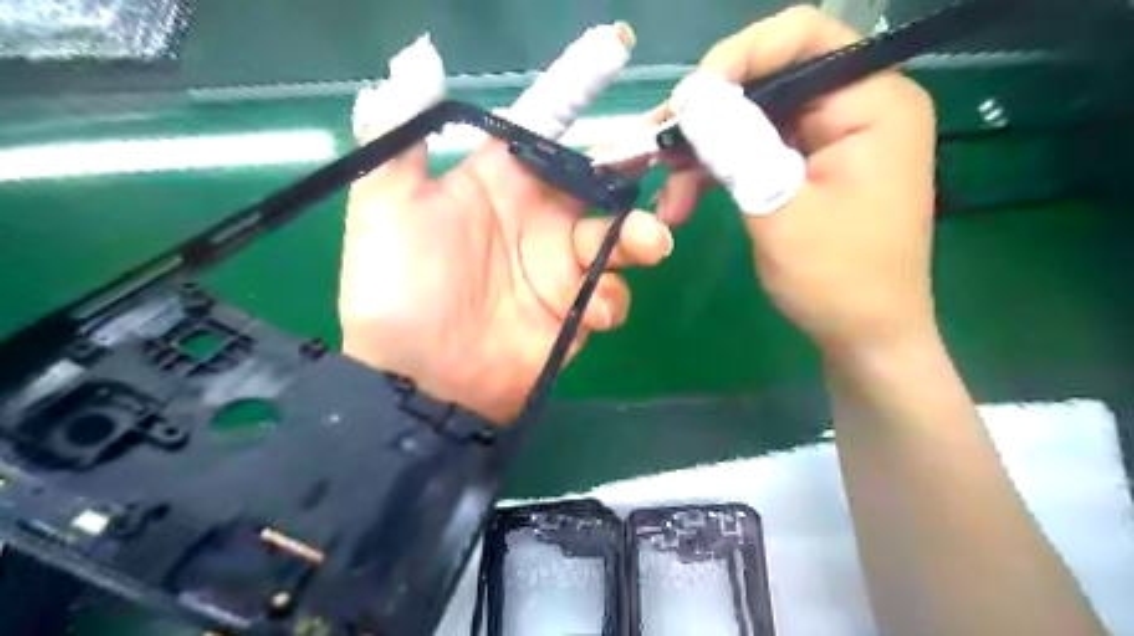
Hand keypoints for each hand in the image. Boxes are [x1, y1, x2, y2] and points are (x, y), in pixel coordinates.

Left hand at [337, 25, 670, 421]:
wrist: (417, 378)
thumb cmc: (400, 289)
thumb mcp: (385, 206)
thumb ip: (401, 134)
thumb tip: (421, 58)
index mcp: (500, 184)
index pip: (546, 126)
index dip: (578, 87)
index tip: (618, 47)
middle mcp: (537, 219)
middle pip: (600, 182)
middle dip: (632, 169)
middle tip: (664, 160)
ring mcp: (560, 269)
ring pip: (619, 238)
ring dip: (639, 237)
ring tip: (647, 243)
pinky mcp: (574, 314)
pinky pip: (610, 295)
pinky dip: (611, 298)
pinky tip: (591, 312)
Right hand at [652, 5, 934, 356]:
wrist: (862, 336)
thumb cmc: (835, 279)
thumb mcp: (777, 207)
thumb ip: (736, 144)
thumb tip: (690, 94)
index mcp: (872, 103)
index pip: (802, 39)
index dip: (736, 57)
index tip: (685, 101)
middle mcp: (856, 108)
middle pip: (769, 81)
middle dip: (707, 116)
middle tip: (656, 146)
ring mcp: (831, 140)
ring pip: (753, 121)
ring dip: (704, 153)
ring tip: (666, 191)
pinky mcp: (809, 168)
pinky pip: (756, 151)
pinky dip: (718, 172)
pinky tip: (684, 199)